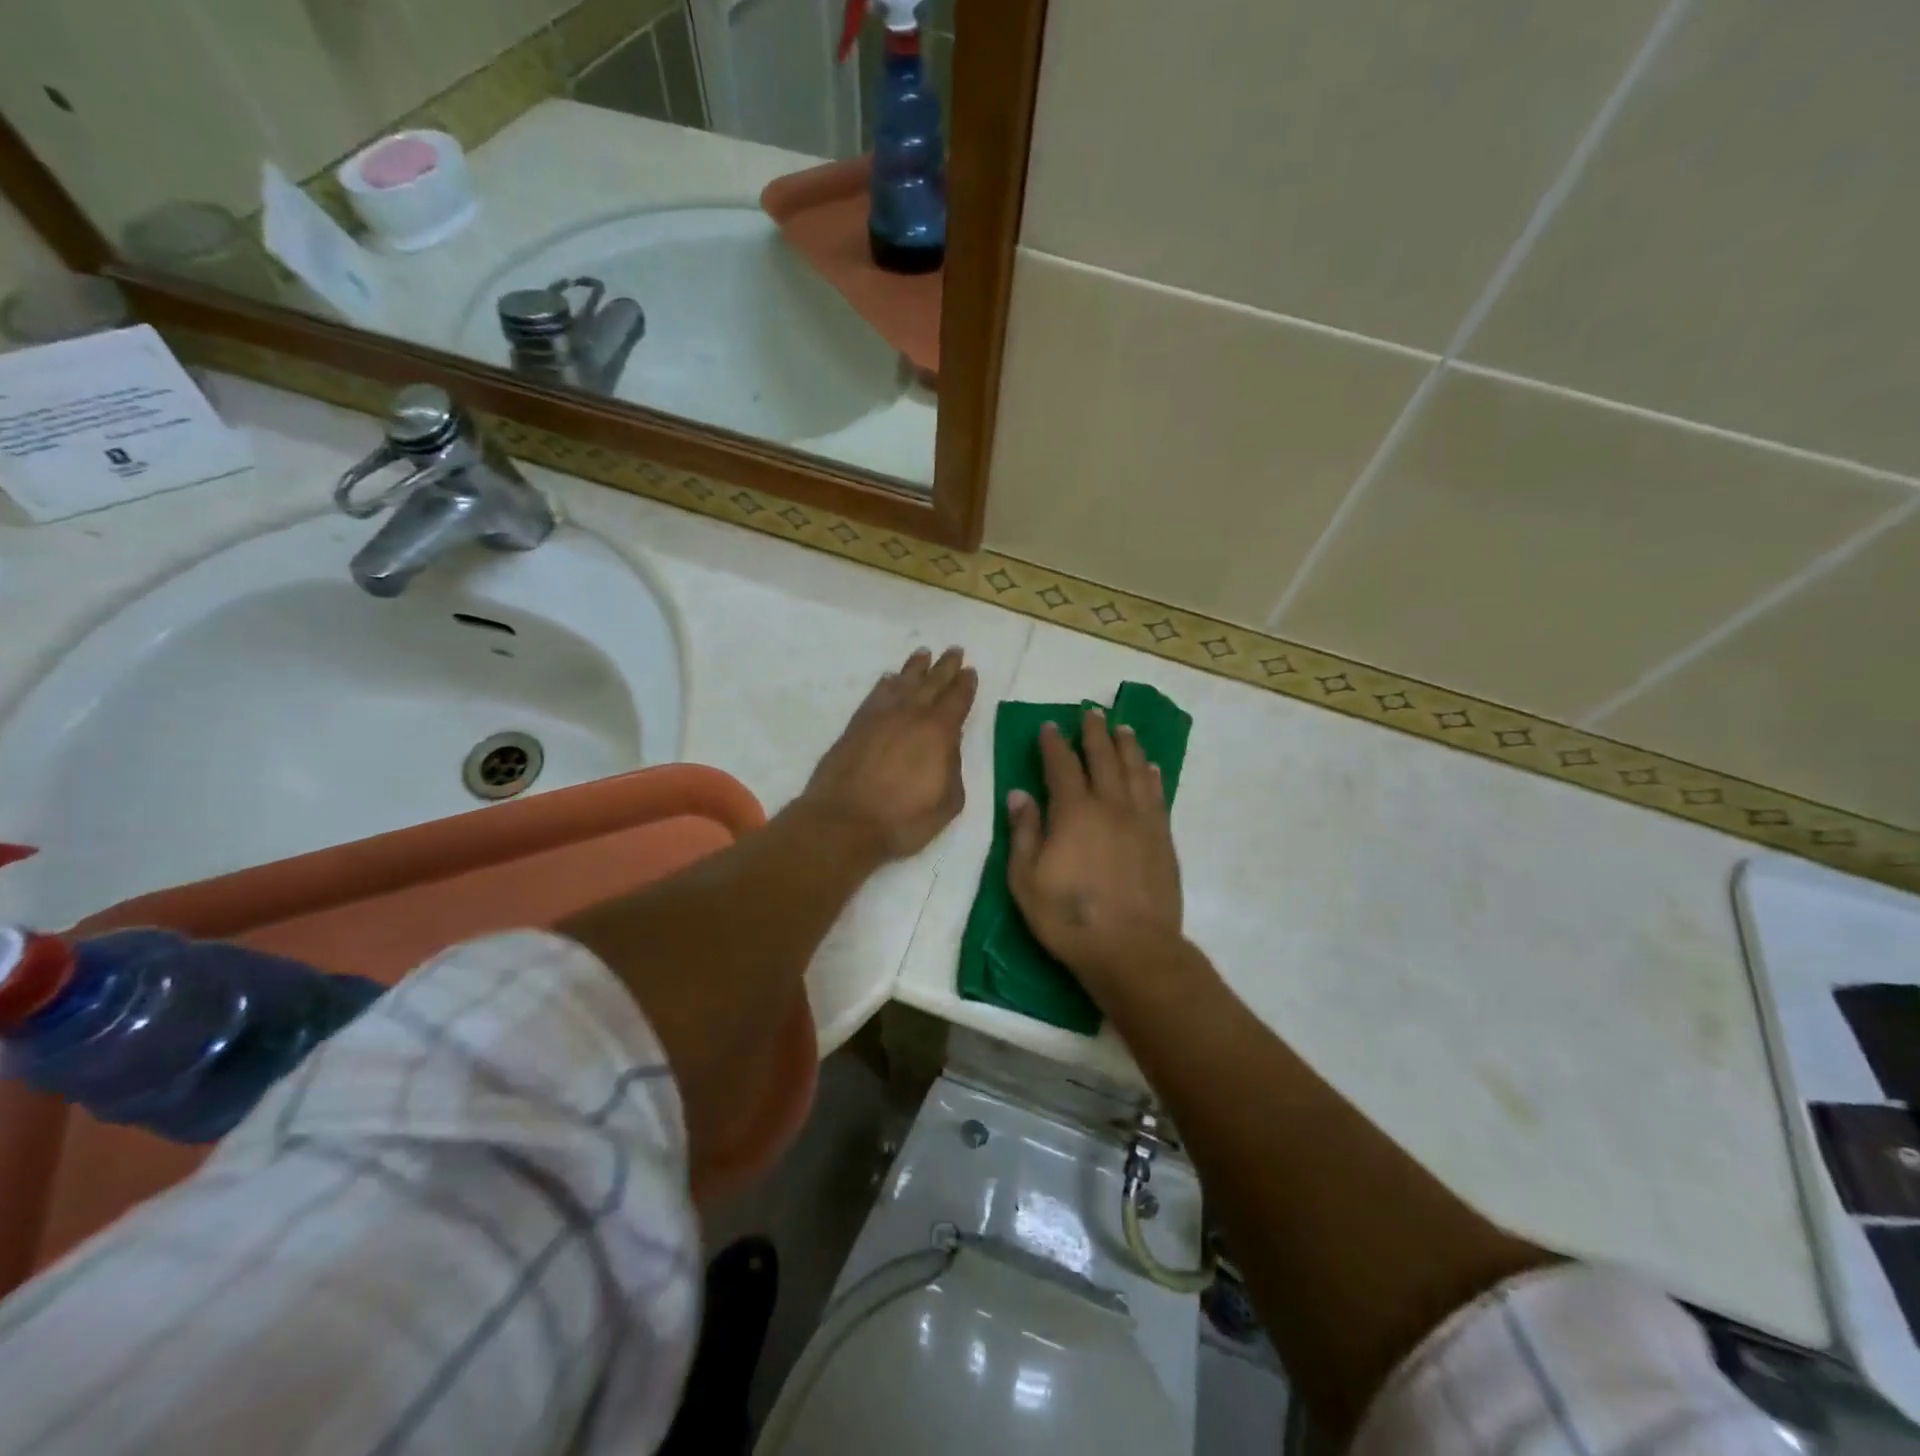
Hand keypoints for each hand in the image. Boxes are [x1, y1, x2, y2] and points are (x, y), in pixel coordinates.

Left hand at [801, 647, 978, 860]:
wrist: (844, 822)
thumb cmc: (904, 819)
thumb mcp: (948, 802)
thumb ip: (953, 769)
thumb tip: (947, 749)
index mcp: (939, 732)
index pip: (957, 700)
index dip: (965, 684)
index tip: (970, 670)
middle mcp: (910, 715)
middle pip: (932, 683)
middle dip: (945, 666)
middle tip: (954, 650)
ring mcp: (880, 717)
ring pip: (902, 683)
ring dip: (915, 668)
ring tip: (923, 654)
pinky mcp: (855, 726)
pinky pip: (875, 695)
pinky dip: (885, 684)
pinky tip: (889, 679)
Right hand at [1006, 709, 1183, 981]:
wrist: (1131, 949)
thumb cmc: (1069, 917)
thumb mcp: (1026, 879)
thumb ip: (1024, 832)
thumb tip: (1019, 793)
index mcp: (1073, 812)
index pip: (1062, 766)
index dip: (1054, 743)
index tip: (1050, 726)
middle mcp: (1110, 805)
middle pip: (1103, 758)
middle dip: (1094, 733)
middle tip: (1091, 712)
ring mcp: (1141, 820)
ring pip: (1135, 770)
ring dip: (1127, 746)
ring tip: (1123, 728)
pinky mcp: (1163, 839)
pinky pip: (1158, 796)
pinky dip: (1152, 777)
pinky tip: (1151, 768)